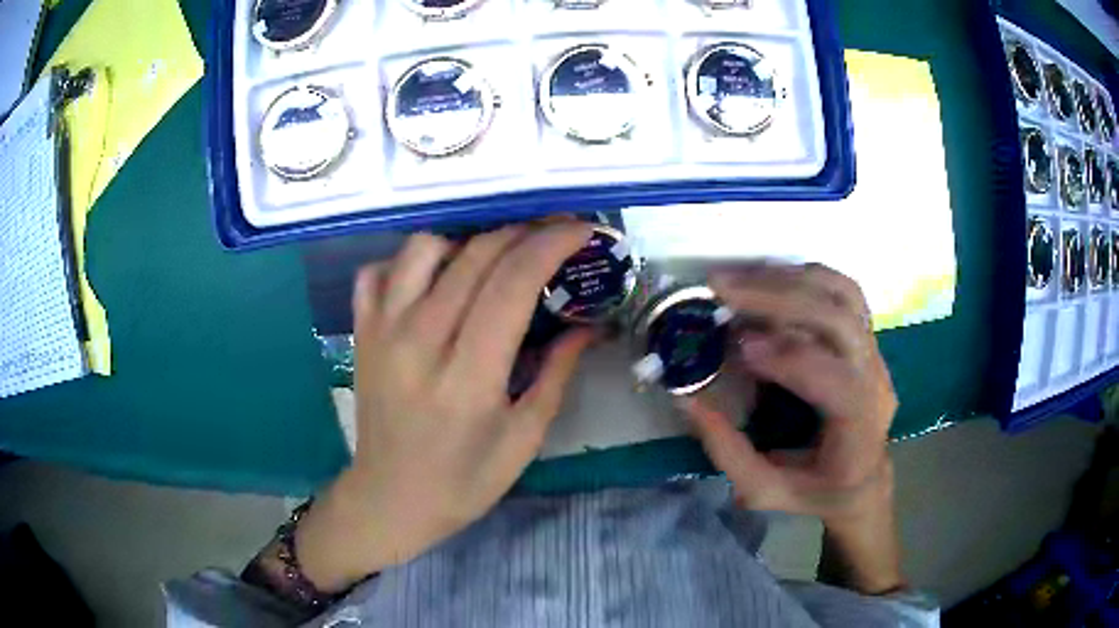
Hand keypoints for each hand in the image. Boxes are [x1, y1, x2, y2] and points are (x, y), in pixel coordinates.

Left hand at [296, 223, 594, 591]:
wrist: (389, 499)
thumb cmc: (464, 481)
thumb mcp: (524, 438)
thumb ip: (557, 372)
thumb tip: (588, 324)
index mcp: (467, 377)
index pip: (512, 282)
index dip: (553, 244)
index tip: (583, 230)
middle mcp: (419, 340)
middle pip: (476, 254)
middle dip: (526, 231)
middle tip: (557, 234)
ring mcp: (381, 330)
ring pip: (425, 247)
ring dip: (469, 242)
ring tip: (495, 261)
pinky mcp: (361, 331)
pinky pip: (380, 270)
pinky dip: (412, 263)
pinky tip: (435, 281)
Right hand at [681, 263, 897, 526]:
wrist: (864, 480)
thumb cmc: (816, 492)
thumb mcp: (766, 491)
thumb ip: (727, 451)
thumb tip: (686, 398)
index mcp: (860, 429)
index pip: (835, 380)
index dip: (789, 357)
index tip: (739, 345)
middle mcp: (876, 382)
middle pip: (840, 321)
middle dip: (781, 297)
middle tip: (724, 289)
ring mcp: (876, 354)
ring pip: (843, 295)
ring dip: (789, 278)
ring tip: (740, 278)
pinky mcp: (867, 338)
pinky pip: (843, 291)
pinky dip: (804, 277)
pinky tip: (769, 279)